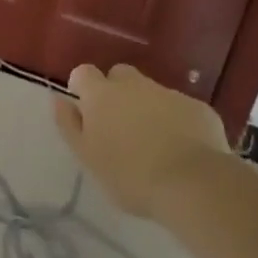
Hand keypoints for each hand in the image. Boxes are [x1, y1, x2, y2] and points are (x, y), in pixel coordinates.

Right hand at [53, 64, 231, 218]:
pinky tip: (183, 149)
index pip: (83, 73)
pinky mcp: (198, 107)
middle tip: (120, 126)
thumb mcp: (87, 157)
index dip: (83, 88)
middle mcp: (134, 84)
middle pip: (119, 75)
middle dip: (117, 91)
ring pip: (151, 91)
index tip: (87, 111)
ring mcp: (169, 93)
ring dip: (148, 107)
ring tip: (154, 142)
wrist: (192, 184)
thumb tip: (60, 100)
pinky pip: (180, 108)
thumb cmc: (129, 175)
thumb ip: (69, 125)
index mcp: (101, 95)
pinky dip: (177, 121)